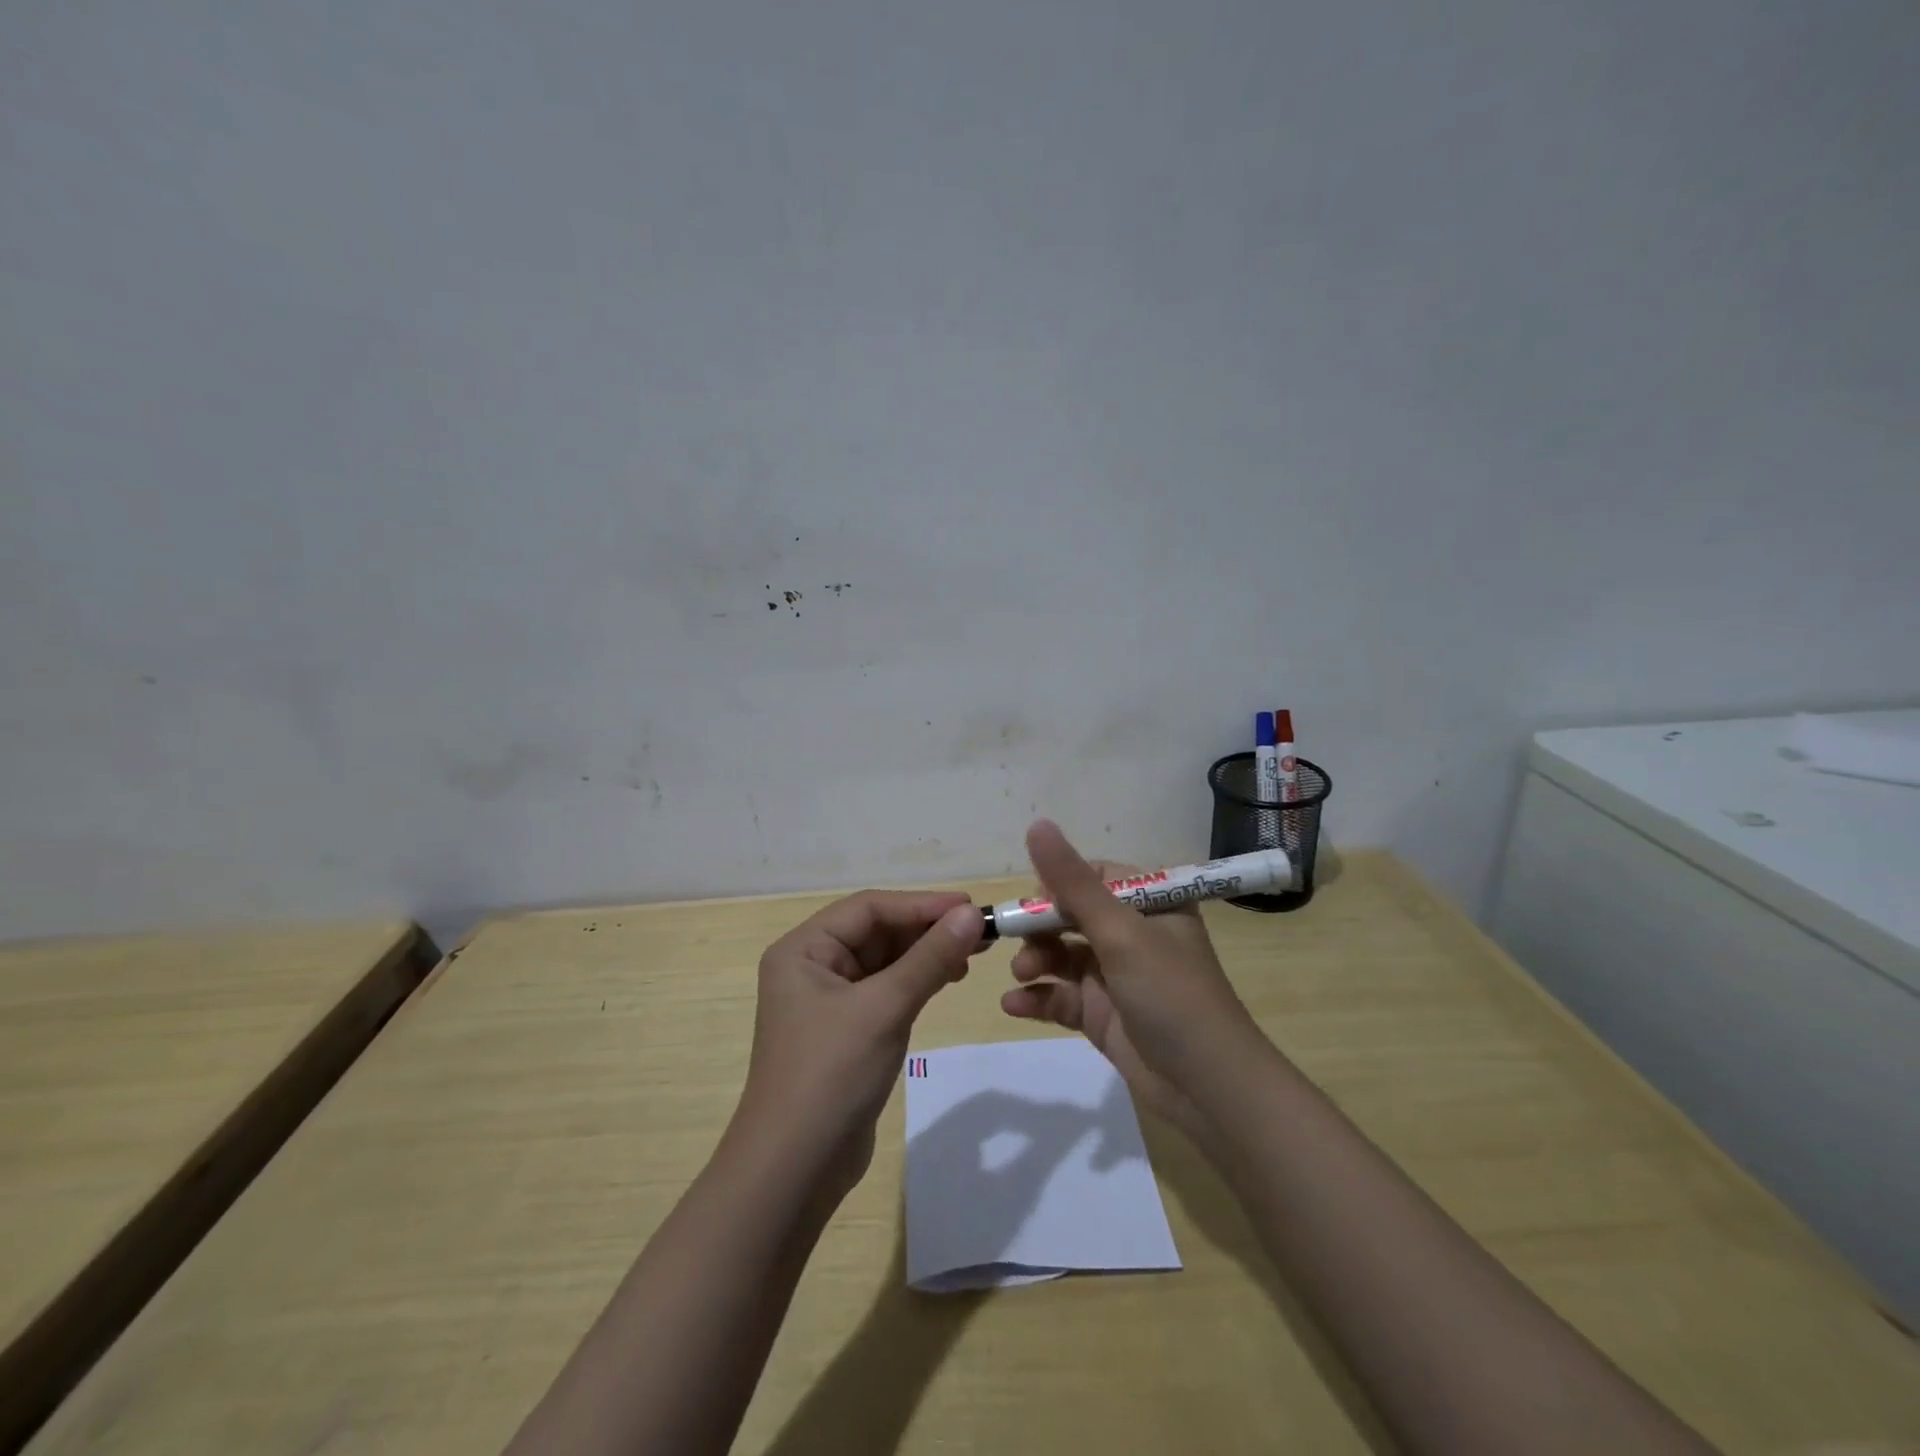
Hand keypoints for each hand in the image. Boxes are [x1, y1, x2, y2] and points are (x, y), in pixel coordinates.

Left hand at [739, 890, 981, 1192]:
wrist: (794, 1170)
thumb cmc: (831, 1074)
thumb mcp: (885, 1008)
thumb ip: (929, 958)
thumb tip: (971, 914)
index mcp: (803, 949)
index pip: (869, 908)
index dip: (921, 905)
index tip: (970, 908)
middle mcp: (811, 965)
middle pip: (877, 931)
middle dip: (926, 929)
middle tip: (979, 932)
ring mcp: (827, 999)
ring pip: (884, 960)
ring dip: (925, 954)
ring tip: (970, 956)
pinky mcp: (845, 1029)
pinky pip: (886, 989)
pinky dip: (916, 981)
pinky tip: (947, 980)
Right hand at [999, 821, 1258, 1138]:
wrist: (1208, 1090)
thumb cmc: (1170, 994)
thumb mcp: (1120, 932)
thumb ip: (1073, 882)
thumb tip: (1037, 823)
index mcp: (1150, 904)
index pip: (1093, 877)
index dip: (1058, 886)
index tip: (1033, 903)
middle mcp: (1133, 934)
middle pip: (1071, 916)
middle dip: (1040, 928)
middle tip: (1017, 942)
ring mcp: (1116, 976)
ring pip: (1062, 955)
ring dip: (1035, 961)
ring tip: (1021, 975)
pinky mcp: (1103, 1014)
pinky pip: (1061, 996)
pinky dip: (1038, 998)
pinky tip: (1014, 1005)